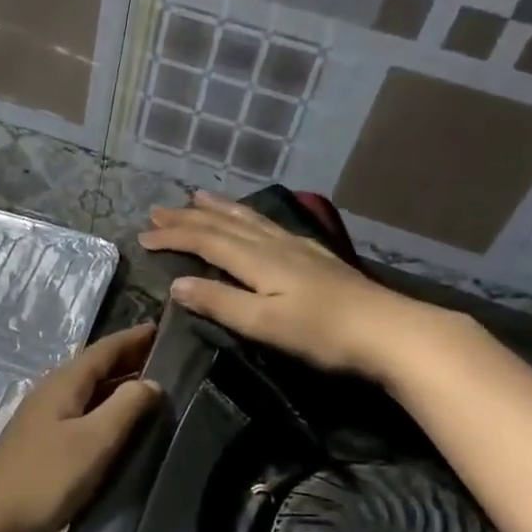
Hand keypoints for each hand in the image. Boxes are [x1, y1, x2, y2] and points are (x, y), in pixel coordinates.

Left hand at [0, 323, 160, 531]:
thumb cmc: (45, 479)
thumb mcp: (94, 441)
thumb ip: (126, 407)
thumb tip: (152, 382)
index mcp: (63, 384)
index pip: (104, 349)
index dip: (134, 338)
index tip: (165, 328)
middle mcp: (52, 393)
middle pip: (95, 368)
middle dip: (129, 360)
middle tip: (170, 359)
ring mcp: (44, 420)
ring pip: (89, 392)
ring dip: (119, 387)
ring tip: (154, 390)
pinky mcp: (42, 445)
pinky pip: (82, 415)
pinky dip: (106, 411)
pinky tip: (121, 426)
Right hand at [138, 193, 445, 377]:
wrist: (389, 331)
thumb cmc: (321, 333)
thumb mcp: (263, 323)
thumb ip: (219, 302)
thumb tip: (177, 284)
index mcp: (257, 260)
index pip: (205, 241)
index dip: (173, 236)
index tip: (143, 235)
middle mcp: (273, 244)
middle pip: (223, 224)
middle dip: (187, 217)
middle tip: (157, 210)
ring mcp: (297, 247)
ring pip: (248, 219)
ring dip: (218, 208)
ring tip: (197, 198)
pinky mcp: (314, 256)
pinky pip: (268, 225)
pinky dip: (248, 216)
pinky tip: (253, 218)